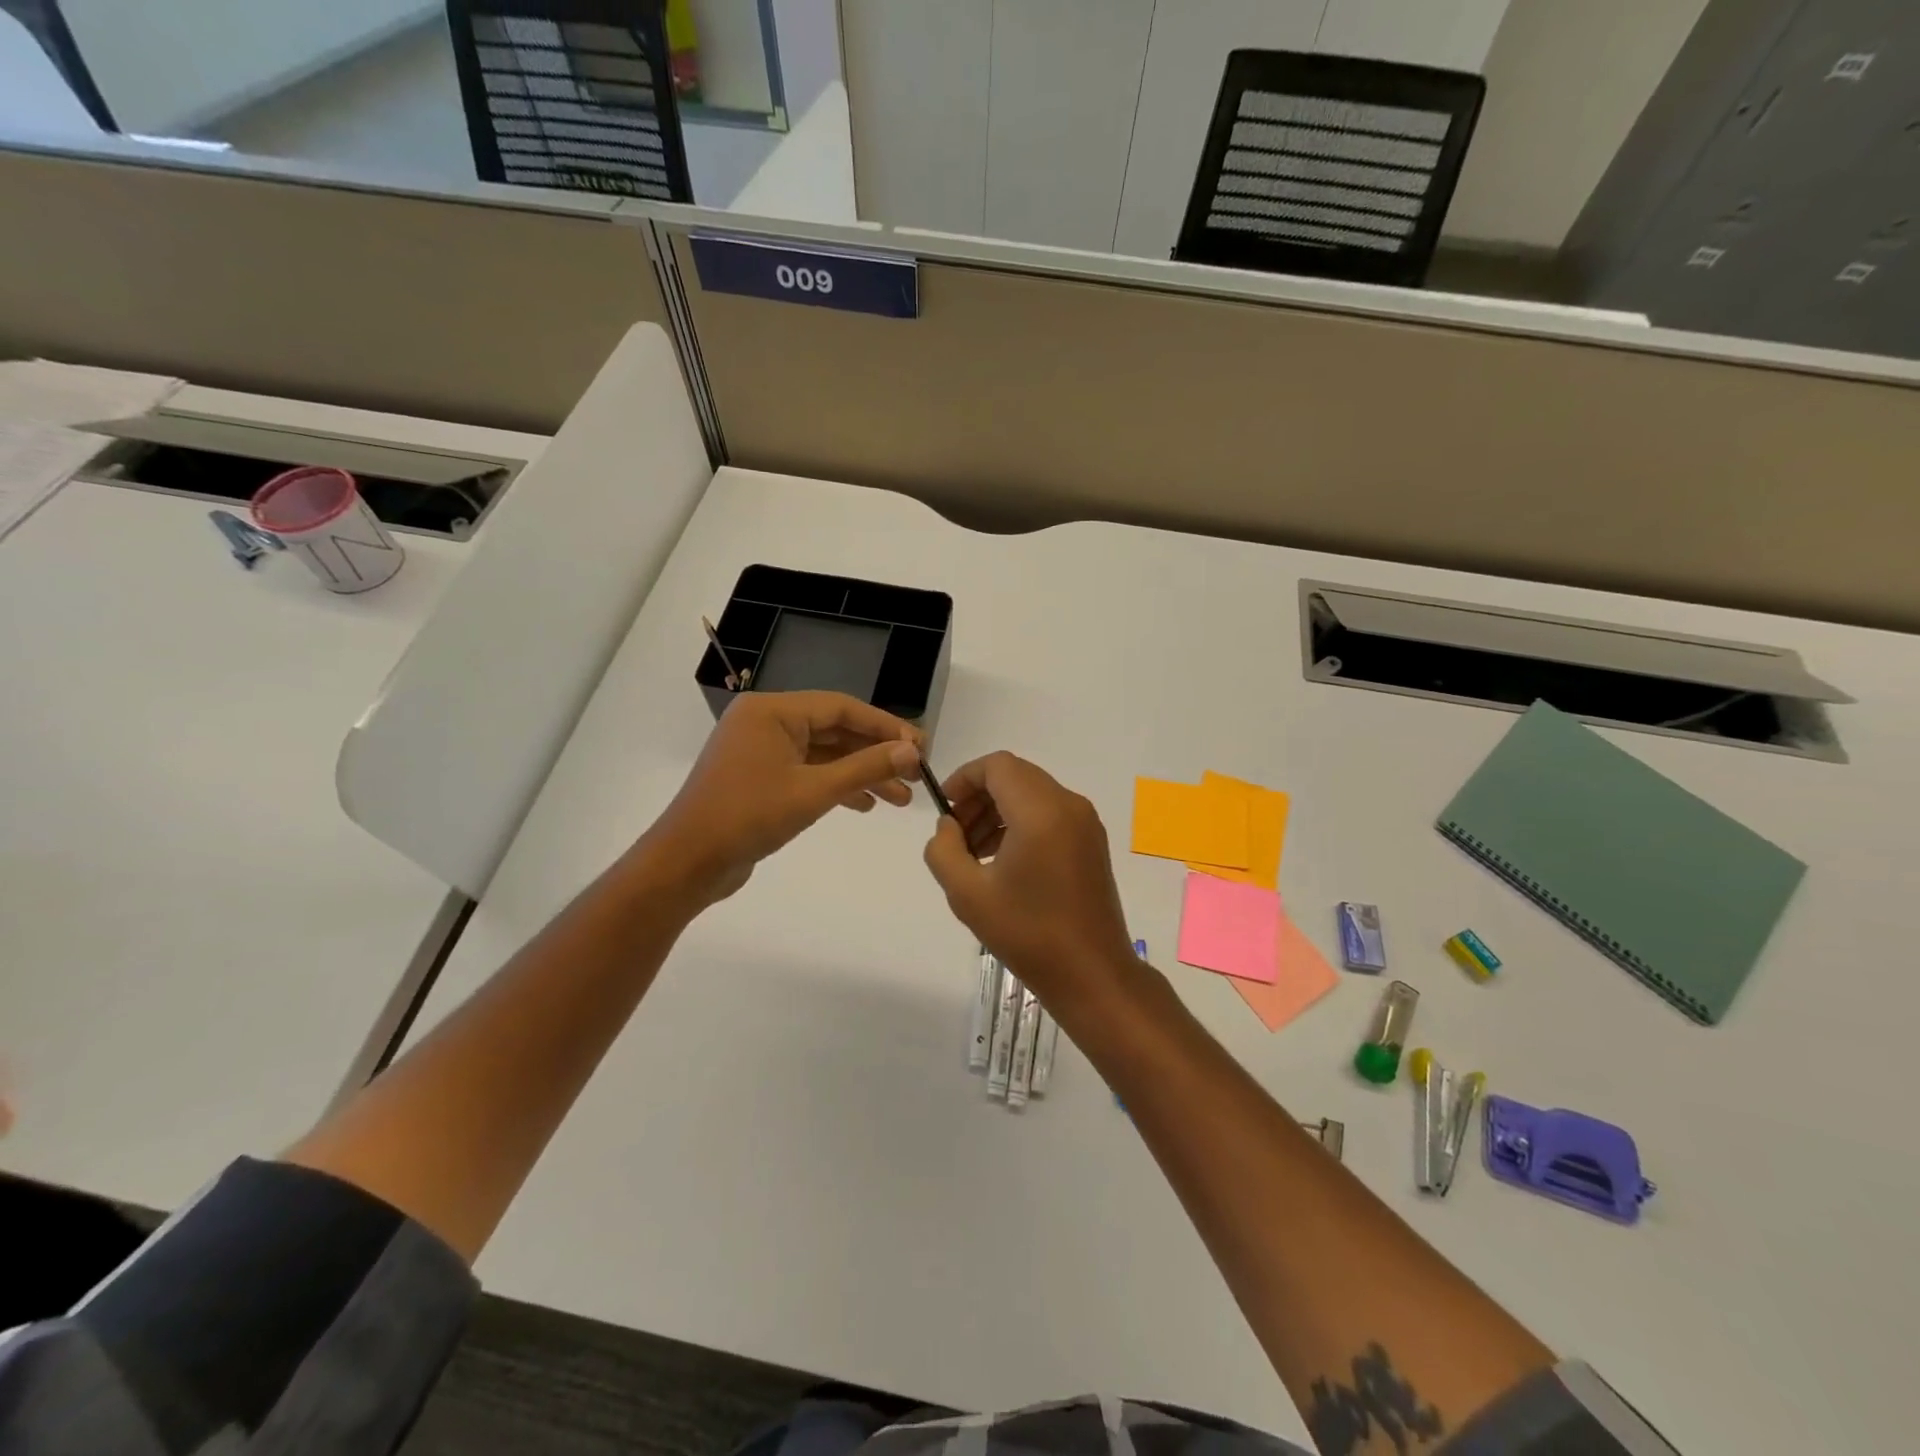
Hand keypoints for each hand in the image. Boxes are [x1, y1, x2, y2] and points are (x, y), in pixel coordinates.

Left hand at [643, 691, 921, 905]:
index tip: (921, 747)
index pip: (842, 707)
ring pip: (823, 754)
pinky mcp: (759, 777)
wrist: (687, 863)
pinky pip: (807, 772)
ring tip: (901, 799)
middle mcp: (766, 722)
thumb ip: (866, 768)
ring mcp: (760, 750)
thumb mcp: (814, 791)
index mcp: (772, 711)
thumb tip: (913, 751)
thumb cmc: (748, 817)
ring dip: (861, 774)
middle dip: (876, 754)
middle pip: (834, 729)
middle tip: (916, 774)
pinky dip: (835, 786)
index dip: (885, 726)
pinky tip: (865, 805)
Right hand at [922, 752, 1138, 1009]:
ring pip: (1033, 794)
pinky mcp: (1092, 842)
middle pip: (1015, 776)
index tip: (944, 810)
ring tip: (974, 853)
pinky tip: (1003, 862)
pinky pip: (1050, 813)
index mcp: (1041, 811)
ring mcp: (1086, 823)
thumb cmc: (1028, 934)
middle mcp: (1069, 805)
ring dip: (999, 811)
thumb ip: (943, 850)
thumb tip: (948, 826)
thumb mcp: (967, 894)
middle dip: (979, 797)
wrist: (1092, 974)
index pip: (997, 766)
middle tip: (955, 836)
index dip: (964, 779)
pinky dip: (1022, 823)